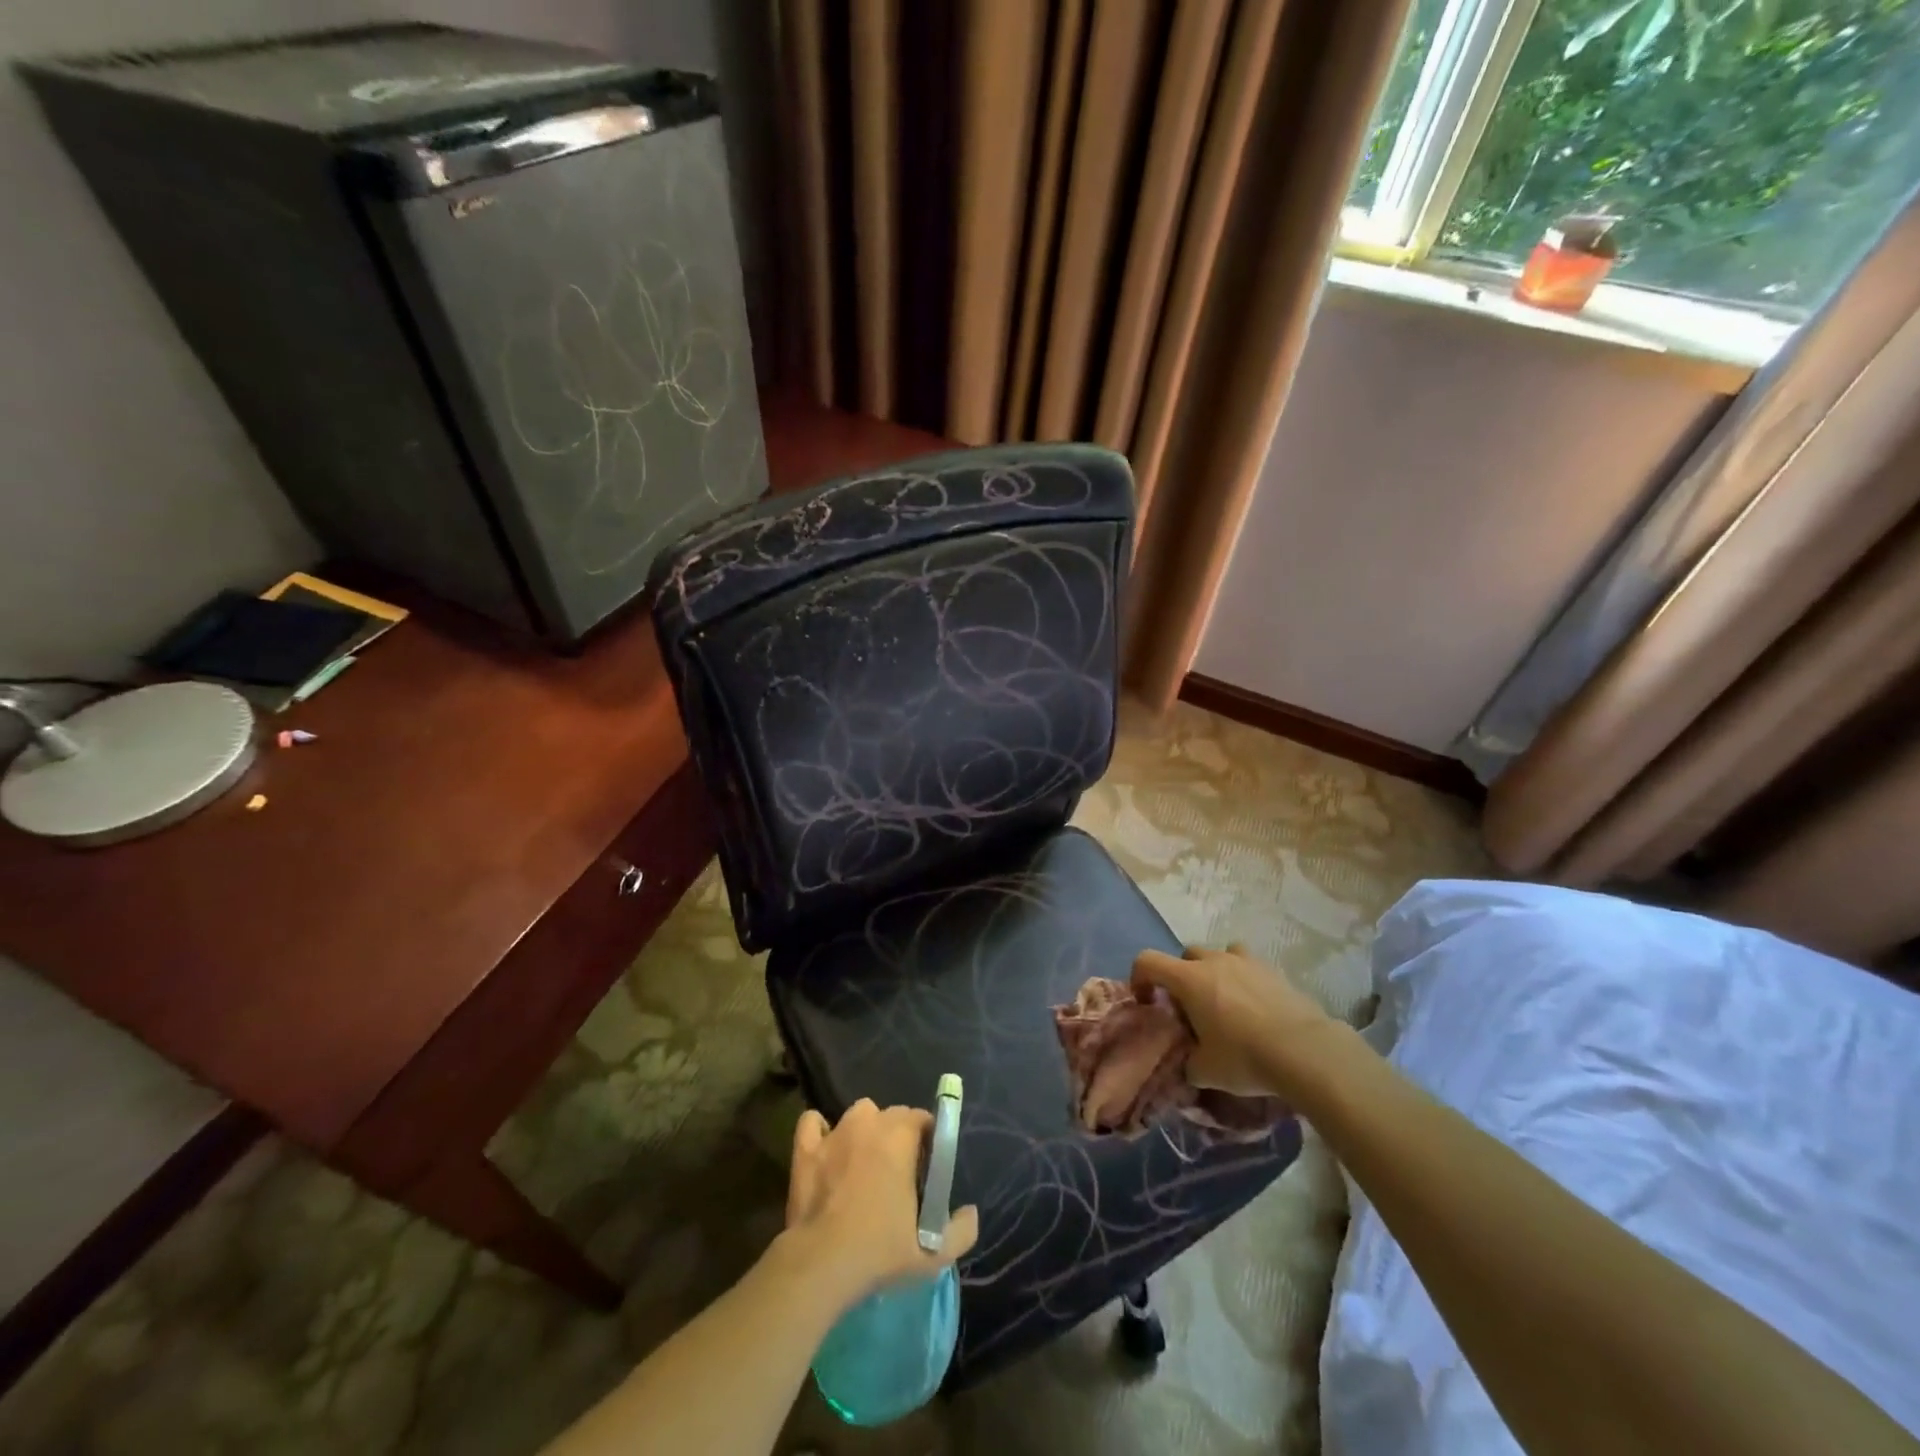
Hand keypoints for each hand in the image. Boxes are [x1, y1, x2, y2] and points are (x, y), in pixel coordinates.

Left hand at [783, 1099, 978, 1308]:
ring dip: (865, 1130)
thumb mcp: (933, 1253)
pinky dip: (820, 1130)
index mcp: (901, 1137)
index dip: (927, 1139)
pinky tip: (826, 1149)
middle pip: (891, 1114)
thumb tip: (971, 1212)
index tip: (926, 1167)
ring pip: (858, 1115)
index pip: (921, 1118)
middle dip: (899, 1135)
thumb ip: (961, 1231)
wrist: (821, 1264)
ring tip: (864, 1161)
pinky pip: (813, 1122)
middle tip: (898, 1171)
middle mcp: (869, 1123)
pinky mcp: (806, 1149)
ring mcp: (835, 1132)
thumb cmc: (879, 1251)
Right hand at [1132, 943, 1343, 1101]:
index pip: (1147, 960)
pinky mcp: (1274, 971)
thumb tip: (1189, 1065)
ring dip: (1215, 972)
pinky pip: (1249, 967)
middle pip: (1186, 955)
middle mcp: (1214, 961)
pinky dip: (1245, 981)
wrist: (1305, 1051)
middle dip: (1182, 977)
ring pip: (1220, 954)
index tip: (1147, 1002)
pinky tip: (1256, 1009)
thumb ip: (1188, 1063)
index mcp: (1189, 979)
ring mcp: (1246, 962)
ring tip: (1225, 1002)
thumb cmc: (1244, 1057)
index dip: (1139, 978)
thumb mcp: (1205, 1071)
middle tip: (1191, 1008)